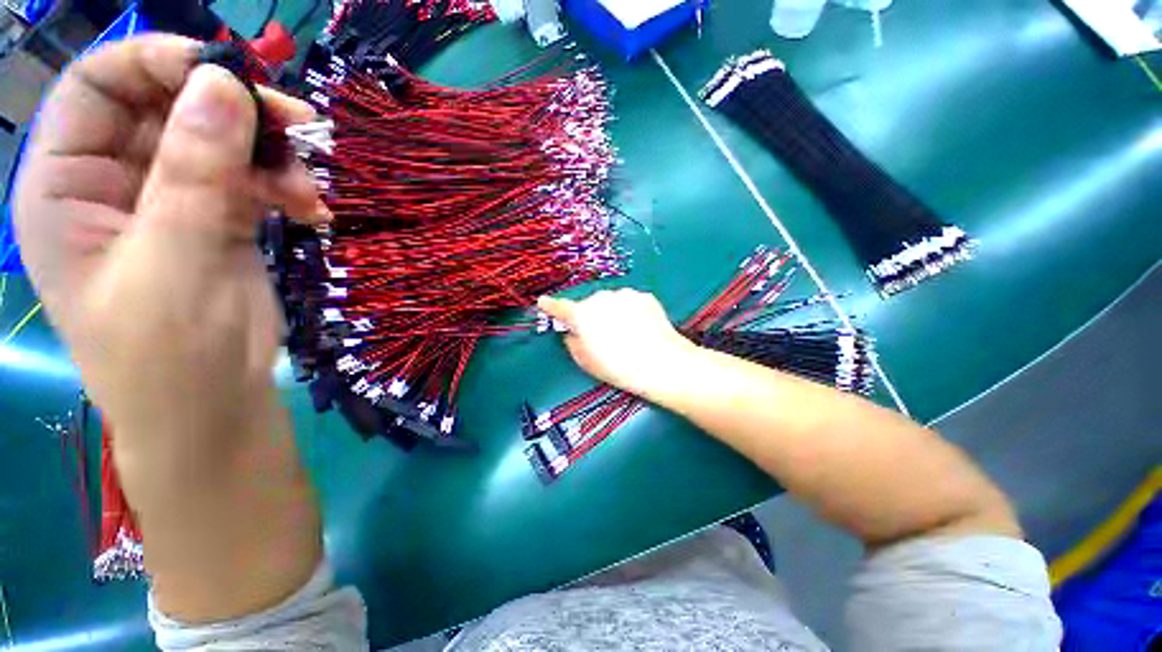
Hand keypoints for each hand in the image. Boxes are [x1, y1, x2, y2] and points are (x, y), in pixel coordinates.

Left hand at [14, 35, 323, 448]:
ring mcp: (169, 199)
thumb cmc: (169, 356)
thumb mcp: (172, 264)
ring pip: (220, 141)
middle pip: (168, 106)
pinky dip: (286, 186)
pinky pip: (252, 179)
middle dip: (232, 111)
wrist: (217, 406)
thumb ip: (192, 176)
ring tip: (310, 189)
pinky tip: (313, 209)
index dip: (158, 62)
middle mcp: (113, 180)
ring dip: (271, 154)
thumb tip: (223, 88)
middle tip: (298, 127)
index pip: (99, 86)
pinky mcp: (219, 219)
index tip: (230, 78)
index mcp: (67, 185)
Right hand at [537, 289, 697, 397]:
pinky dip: (630, 311)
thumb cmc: (619, 368)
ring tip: (626, 334)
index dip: (550, 306)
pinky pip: (629, 302)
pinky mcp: (644, 296)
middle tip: (603, 336)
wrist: (662, 363)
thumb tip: (572, 333)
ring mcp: (624, 295)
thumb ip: (573, 343)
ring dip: (612, 312)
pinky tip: (641, 328)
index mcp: (582, 315)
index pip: (560, 308)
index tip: (543, 302)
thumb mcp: (587, 362)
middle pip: (589, 305)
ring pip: (610, 302)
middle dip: (591, 316)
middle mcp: (600, 299)